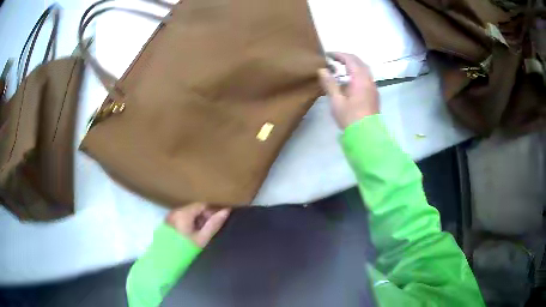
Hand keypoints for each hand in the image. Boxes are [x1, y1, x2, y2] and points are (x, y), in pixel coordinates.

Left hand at [166, 203, 230, 247]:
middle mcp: (175, 211)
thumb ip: (214, 224)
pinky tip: (192, 234)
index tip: (220, 219)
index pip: (202, 204)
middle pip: (195, 208)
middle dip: (205, 216)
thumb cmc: (186, 250)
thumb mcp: (202, 238)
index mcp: (184, 213)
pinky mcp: (168, 223)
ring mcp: (170, 217)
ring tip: (203, 232)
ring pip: (189, 213)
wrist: (166, 261)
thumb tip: (226, 211)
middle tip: (212, 227)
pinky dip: (189, 223)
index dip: (213, 210)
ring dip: (197, 220)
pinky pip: (182, 218)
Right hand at [318, 53, 378, 128]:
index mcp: (360, 79)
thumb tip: (322, 70)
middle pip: (359, 62)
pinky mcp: (374, 95)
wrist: (367, 136)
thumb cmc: (351, 118)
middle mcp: (369, 80)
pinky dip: (356, 74)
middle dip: (346, 58)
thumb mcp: (337, 101)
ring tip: (339, 70)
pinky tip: (348, 82)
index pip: (350, 59)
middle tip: (333, 60)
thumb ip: (330, 84)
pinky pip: (365, 78)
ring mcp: (373, 87)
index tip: (327, 54)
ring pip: (363, 70)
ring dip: (352, 66)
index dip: (338, 54)